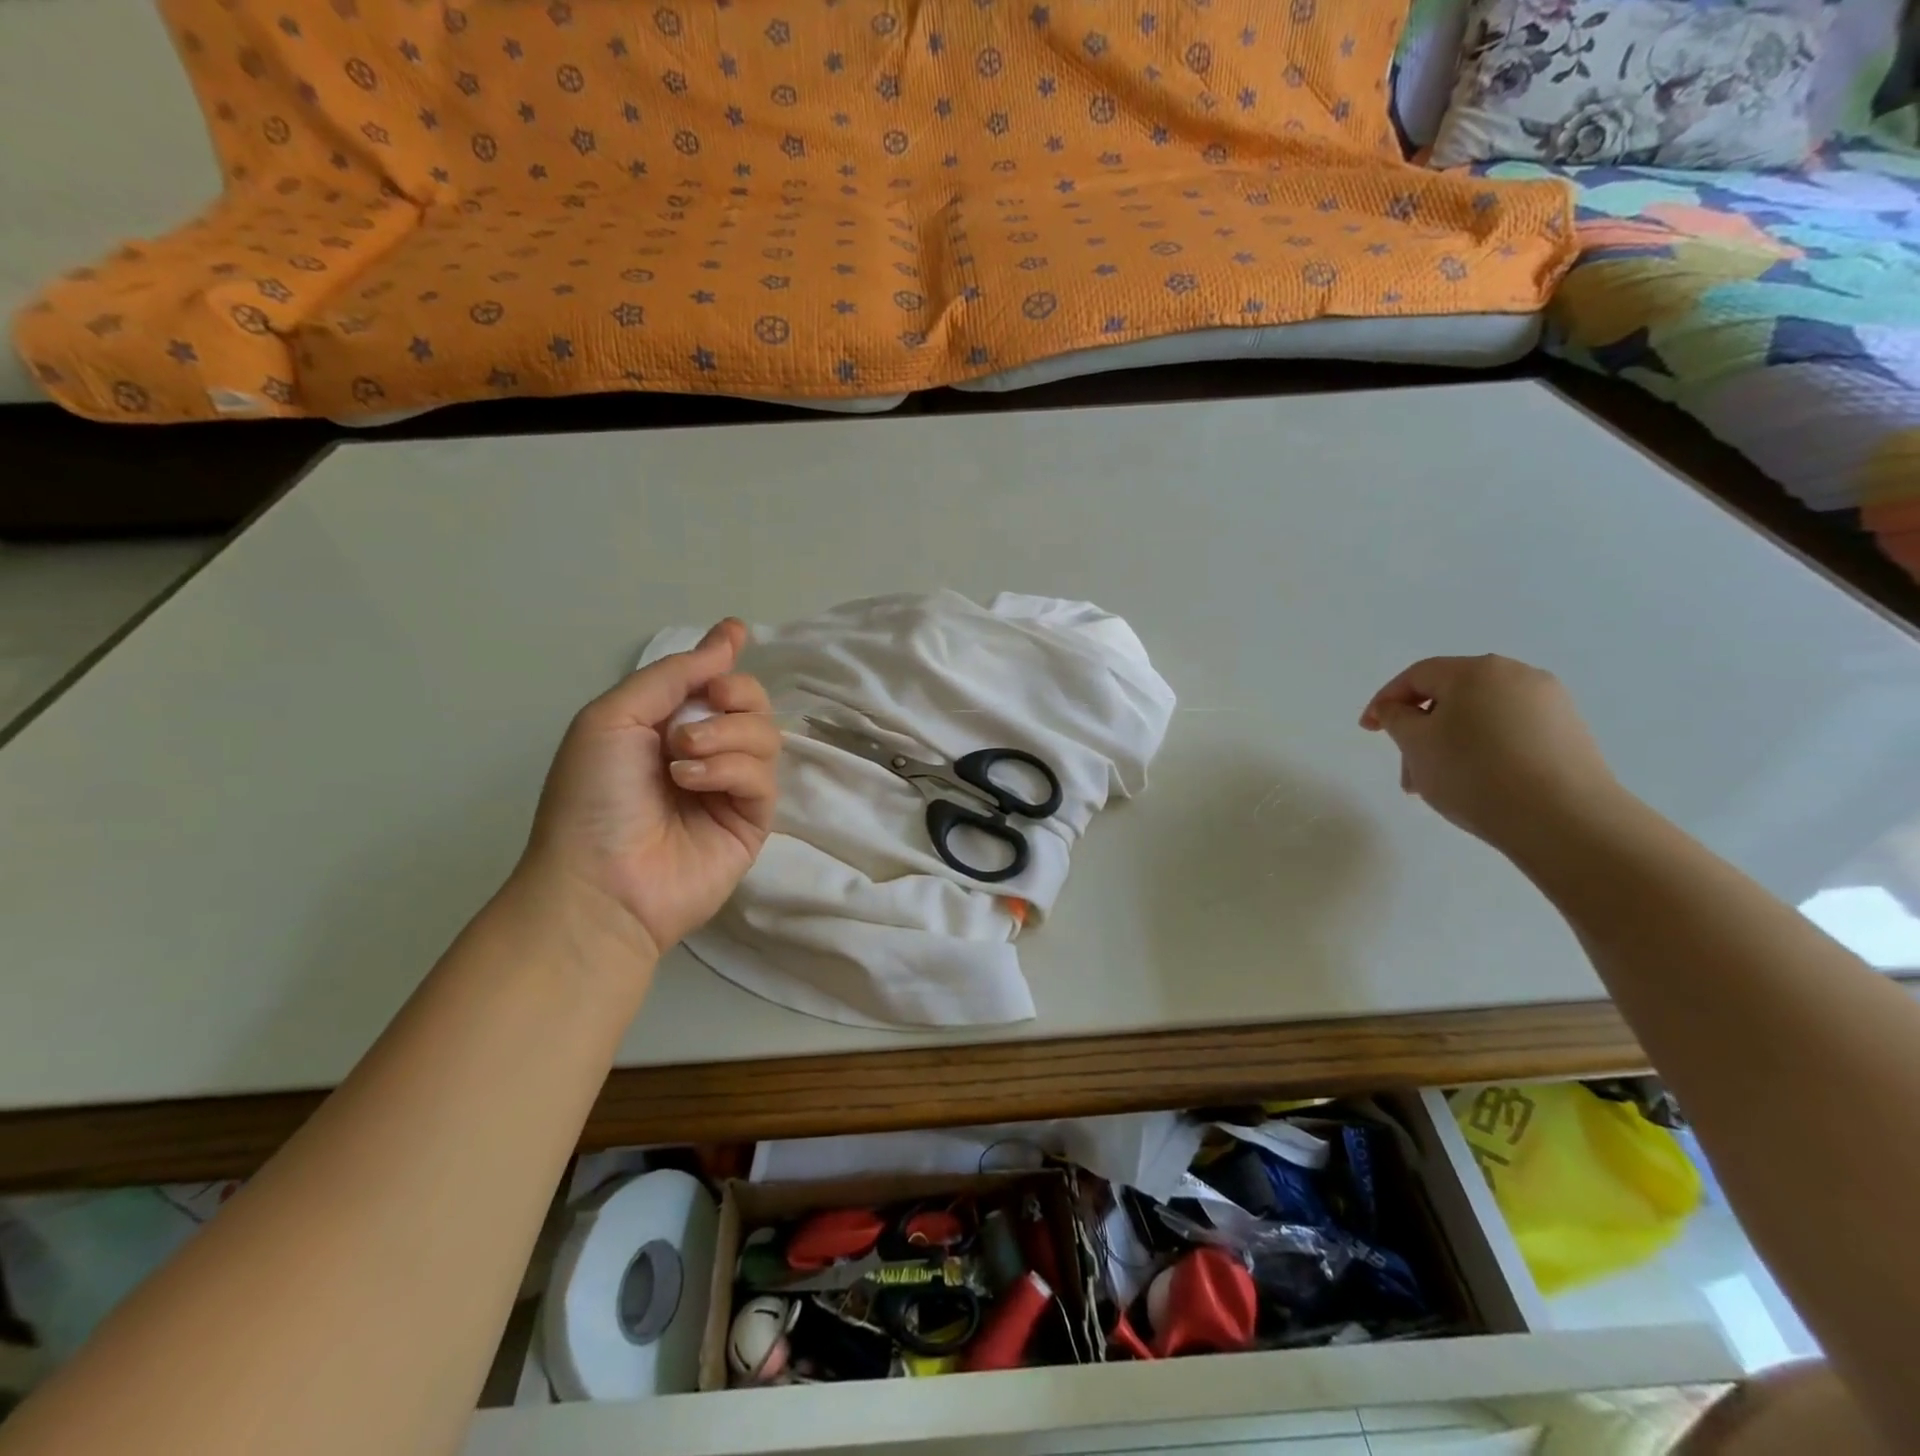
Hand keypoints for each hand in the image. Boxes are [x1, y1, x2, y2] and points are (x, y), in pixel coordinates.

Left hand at [522, 619, 780, 961]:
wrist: (599, 881)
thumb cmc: (591, 795)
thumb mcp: (614, 717)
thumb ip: (673, 674)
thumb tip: (731, 636)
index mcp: (666, 727)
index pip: (711, 683)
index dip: (725, 657)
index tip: (738, 633)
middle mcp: (705, 753)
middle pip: (751, 704)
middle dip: (735, 693)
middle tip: (709, 703)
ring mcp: (731, 789)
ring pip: (766, 736)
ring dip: (726, 733)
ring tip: (682, 756)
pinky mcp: (753, 821)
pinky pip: (763, 777)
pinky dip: (730, 769)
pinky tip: (692, 782)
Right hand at [1359, 655, 1624, 854]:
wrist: (1564, 819)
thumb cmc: (1474, 772)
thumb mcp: (1416, 743)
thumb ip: (1396, 718)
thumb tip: (1398, 709)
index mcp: (1476, 670)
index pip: (1417, 675)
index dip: (1385, 701)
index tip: (1368, 730)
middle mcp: (1517, 675)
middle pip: (1450, 696)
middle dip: (1420, 731)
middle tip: (1406, 771)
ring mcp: (1550, 704)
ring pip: (1479, 717)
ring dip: (1449, 744)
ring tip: (1439, 785)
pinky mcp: (1569, 733)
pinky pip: (1509, 732)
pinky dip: (1483, 750)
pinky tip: (1477, 783)